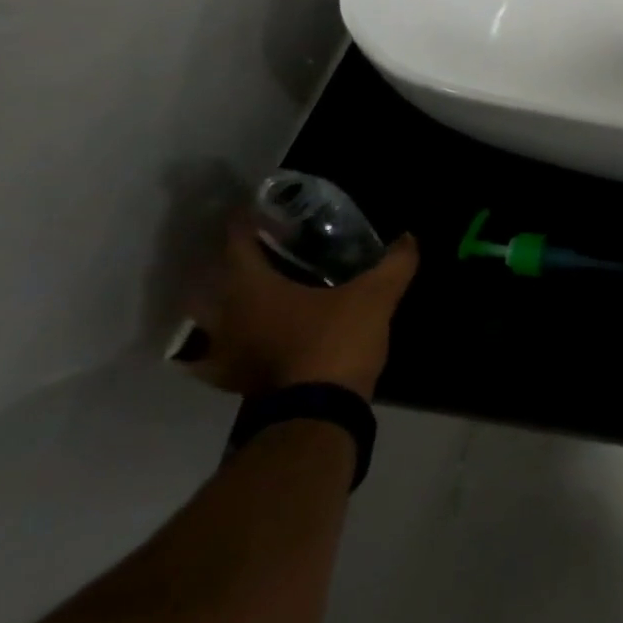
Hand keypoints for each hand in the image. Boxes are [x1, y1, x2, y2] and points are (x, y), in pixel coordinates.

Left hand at [183, 212, 419, 401]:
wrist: (317, 415)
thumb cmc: (335, 341)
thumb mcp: (375, 296)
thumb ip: (394, 264)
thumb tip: (409, 237)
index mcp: (250, 286)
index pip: (237, 239)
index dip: (249, 218)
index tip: (267, 207)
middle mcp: (225, 315)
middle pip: (216, 276)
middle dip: (238, 259)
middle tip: (268, 247)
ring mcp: (224, 351)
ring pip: (213, 316)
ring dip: (229, 300)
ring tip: (260, 289)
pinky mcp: (233, 380)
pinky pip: (221, 354)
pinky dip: (230, 344)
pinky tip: (250, 341)